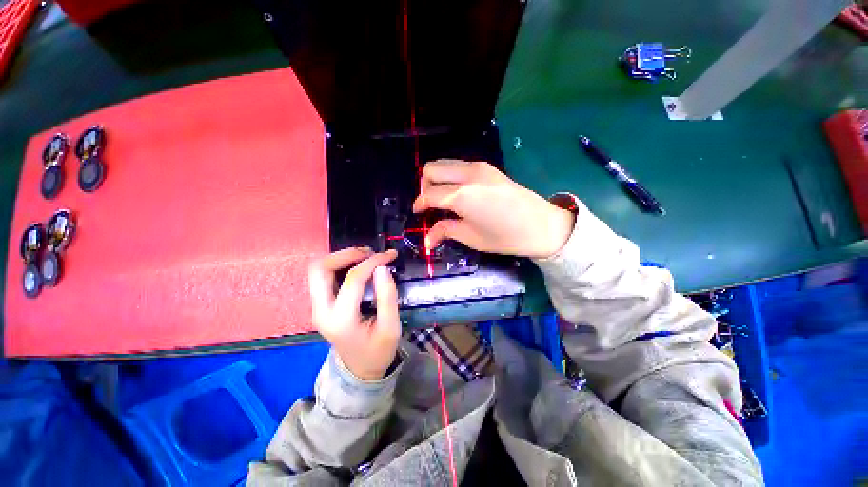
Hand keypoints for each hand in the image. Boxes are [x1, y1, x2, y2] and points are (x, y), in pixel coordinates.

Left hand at [308, 248, 400, 380]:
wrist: (360, 370)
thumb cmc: (378, 351)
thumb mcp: (391, 327)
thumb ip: (387, 296)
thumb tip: (382, 267)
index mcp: (340, 319)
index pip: (353, 279)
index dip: (373, 262)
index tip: (389, 255)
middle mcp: (321, 311)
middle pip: (320, 268)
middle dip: (346, 254)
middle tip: (370, 252)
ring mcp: (317, 307)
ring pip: (318, 269)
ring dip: (341, 257)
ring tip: (365, 256)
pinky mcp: (321, 304)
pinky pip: (324, 275)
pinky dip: (340, 264)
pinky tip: (358, 265)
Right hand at [412, 159, 574, 258]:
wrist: (542, 225)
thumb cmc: (505, 237)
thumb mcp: (471, 237)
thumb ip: (445, 231)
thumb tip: (427, 240)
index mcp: (461, 195)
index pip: (429, 194)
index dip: (419, 204)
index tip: (417, 213)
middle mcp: (467, 174)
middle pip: (432, 169)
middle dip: (425, 185)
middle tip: (430, 204)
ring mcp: (479, 167)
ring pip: (445, 163)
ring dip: (437, 178)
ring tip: (443, 198)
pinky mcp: (488, 167)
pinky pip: (459, 165)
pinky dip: (451, 176)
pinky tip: (458, 192)